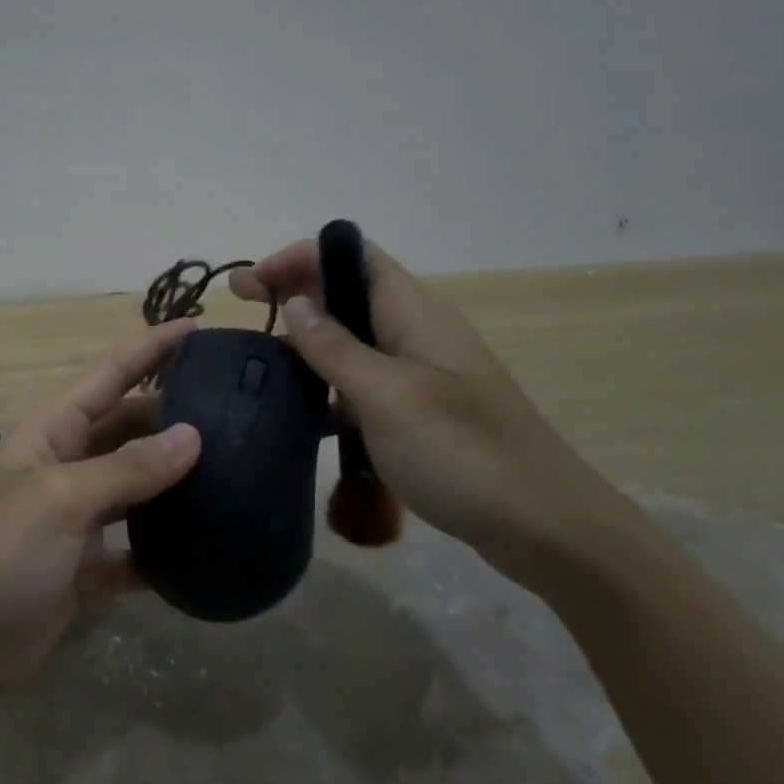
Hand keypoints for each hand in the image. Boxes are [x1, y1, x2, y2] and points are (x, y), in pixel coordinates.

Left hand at [0, 323, 201, 695]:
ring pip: (135, 489)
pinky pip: (134, 551)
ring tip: (234, 469)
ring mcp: (74, 520)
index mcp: (49, 433)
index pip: (108, 376)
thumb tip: (192, 435)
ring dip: (173, 482)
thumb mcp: (60, 499)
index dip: (149, 349)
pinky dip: (161, 550)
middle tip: (235, 409)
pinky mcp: (84, 569)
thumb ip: (127, 468)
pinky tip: (204, 548)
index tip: (197, 328)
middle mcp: (64, 467)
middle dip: (171, 415)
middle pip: (127, 428)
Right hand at [231, 240, 637, 591]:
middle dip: (293, 291)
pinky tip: (297, 412)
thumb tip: (295, 303)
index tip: (252, 282)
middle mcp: (415, 332)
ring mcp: (418, 373)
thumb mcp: (386, 395)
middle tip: (240, 308)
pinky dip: (326, 385)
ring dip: (306, 340)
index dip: (300, 257)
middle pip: (347, 292)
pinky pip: (361, 382)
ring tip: (258, 361)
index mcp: (413, 312)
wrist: (543, 527)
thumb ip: (335, 347)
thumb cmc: (461, 451)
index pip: (352, 256)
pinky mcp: (418, 412)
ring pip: (351, 339)